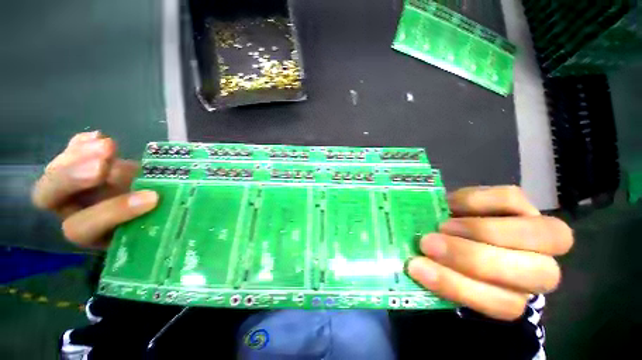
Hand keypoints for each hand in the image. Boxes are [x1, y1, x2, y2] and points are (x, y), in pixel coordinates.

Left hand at [32, 131, 157, 248]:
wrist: (153, 204)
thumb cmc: (163, 222)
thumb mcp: (161, 226)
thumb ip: (165, 227)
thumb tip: (192, 218)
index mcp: (94, 234)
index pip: (86, 228)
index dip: (113, 213)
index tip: (152, 198)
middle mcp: (76, 212)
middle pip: (52, 199)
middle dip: (73, 180)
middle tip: (103, 165)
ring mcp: (75, 188)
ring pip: (55, 173)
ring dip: (78, 156)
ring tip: (108, 145)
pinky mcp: (81, 167)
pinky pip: (68, 154)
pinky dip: (80, 145)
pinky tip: (97, 137)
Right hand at [407, 186, 572, 320]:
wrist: (455, 230)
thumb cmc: (445, 256)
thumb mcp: (440, 268)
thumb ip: (434, 269)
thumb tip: (412, 260)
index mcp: (512, 295)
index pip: (504, 304)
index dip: (459, 287)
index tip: (417, 267)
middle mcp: (536, 270)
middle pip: (539, 274)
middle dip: (475, 259)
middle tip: (429, 243)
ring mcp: (537, 235)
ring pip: (545, 236)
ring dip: (484, 231)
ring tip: (443, 225)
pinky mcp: (522, 204)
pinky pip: (512, 199)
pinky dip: (478, 201)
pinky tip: (451, 205)